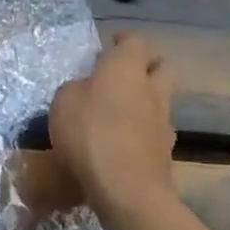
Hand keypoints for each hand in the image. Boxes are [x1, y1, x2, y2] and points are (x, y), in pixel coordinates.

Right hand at [49, 33, 177, 216]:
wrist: (127, 188)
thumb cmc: (90, 134)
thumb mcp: (63, 103)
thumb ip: (76, 89)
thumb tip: (86, 90)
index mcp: (126, 68)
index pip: (135, 41)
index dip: (123, 41)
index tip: (109, 45)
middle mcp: (152, 88)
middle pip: (162, 66)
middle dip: (147, 65)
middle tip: (124, 74)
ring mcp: (164, 121)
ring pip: (161, 99)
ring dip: (146, 100)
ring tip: (121, 112)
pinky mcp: (166, 151)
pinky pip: (155, 130)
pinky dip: (143, 130)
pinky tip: (124, 141)